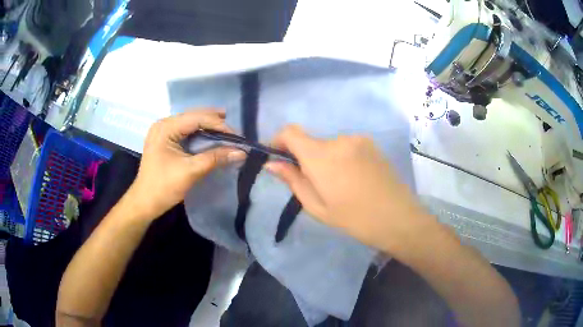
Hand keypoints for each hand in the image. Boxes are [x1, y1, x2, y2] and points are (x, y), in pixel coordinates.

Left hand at [130, 109, 245, 218]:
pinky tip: (211, 136)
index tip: (237, 137)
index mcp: (166, 128)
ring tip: (226, 130)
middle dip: (215, 121)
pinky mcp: (164, 140)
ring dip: (208, 126)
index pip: (197, 118)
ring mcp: (163, 131)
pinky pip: (185, 131)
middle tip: (235, 130)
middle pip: (193, 116)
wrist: (144, 203)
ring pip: (190, 123)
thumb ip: (215, 158)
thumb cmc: (164, 187)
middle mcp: (163, 124)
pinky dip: (200, 134)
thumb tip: (241, 152)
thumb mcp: (191, 171)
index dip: (219, 125)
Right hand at [265, 125, 430, 253]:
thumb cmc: (354, 219)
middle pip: (311, 142)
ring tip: (338, 185)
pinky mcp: (371, 144)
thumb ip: (293, 180)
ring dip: (325, 159)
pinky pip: (346, 147)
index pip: (290, 132)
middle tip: (313, 184)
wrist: (398, 218)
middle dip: (305, 158)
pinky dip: (341, 158)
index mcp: (322, 155)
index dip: (278, 140)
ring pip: (329, 146)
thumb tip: (272, 164)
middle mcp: (339, 140)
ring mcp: (358, 139)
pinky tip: (354, 180)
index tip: (277, 157)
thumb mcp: (318, 206)